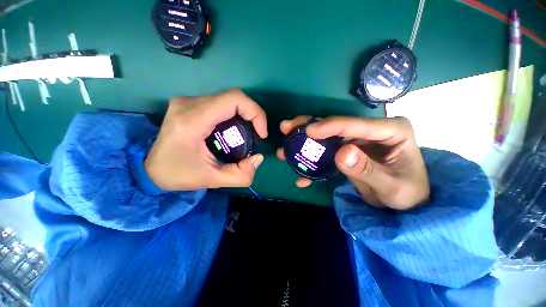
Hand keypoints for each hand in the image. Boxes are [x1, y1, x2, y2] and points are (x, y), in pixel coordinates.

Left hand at [145, 89, 267, 190]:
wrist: (148, 168)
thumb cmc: (177, 174)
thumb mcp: (212, 180)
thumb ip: (240, 175)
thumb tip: (258, 158)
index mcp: (192, 120)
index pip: (233, 99)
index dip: (255, 113)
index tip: (261, 133)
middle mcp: (189, 103)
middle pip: (233, 97)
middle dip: (252, 115)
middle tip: (257, 134)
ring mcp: (188, 101)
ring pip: (228, 100)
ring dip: (244, 115)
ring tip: (246, 134)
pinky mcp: (189, 104)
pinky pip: (220, 103)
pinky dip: (234, 115)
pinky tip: (233, 130)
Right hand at [277, 116, 428, 209]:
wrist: (406, 204)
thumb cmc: (407, 194)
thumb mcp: (391, 187)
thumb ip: (367, 170)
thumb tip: (341, 153)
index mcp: (390, 130)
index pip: (354, 124)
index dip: (329, 126)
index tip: (308, 131)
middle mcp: (371, 130)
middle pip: (334, 125)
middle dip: (308, 127)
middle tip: (286, 128)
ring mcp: (357, 140)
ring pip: (326, 137)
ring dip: (305, 143)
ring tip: (285, 147)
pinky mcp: (348, 151)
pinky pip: (326, 153)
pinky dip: (313, 163)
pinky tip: (301, 175)